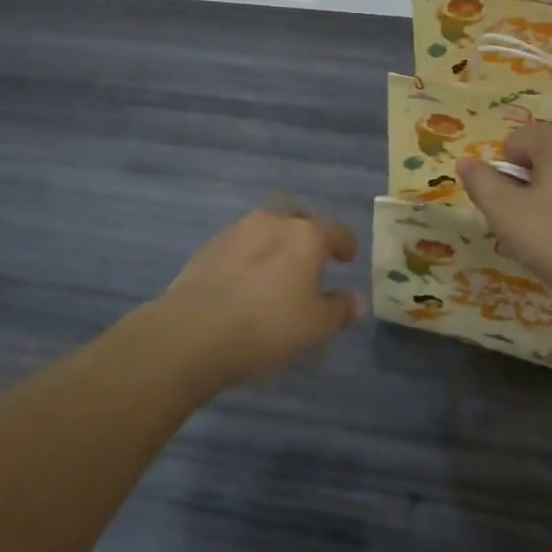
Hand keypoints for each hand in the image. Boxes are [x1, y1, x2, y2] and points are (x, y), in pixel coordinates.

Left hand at [154, 207, 361, 389]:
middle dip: (307, 236)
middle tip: (310, 260)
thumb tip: (355, 300)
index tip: (347, 258)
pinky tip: (245, 281)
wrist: (195, 331)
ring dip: (275, 244)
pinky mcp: (209, 246)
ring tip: (276, 271)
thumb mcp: (316, 326)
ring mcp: (237, 230)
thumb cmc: (269, 326)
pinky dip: (249, 257)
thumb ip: (339, 308)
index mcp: (307, 235)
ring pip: (266, 229)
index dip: (345, 244)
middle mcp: (273, 222)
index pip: (336, 231)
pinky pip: (240, 245)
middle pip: (298, 220)